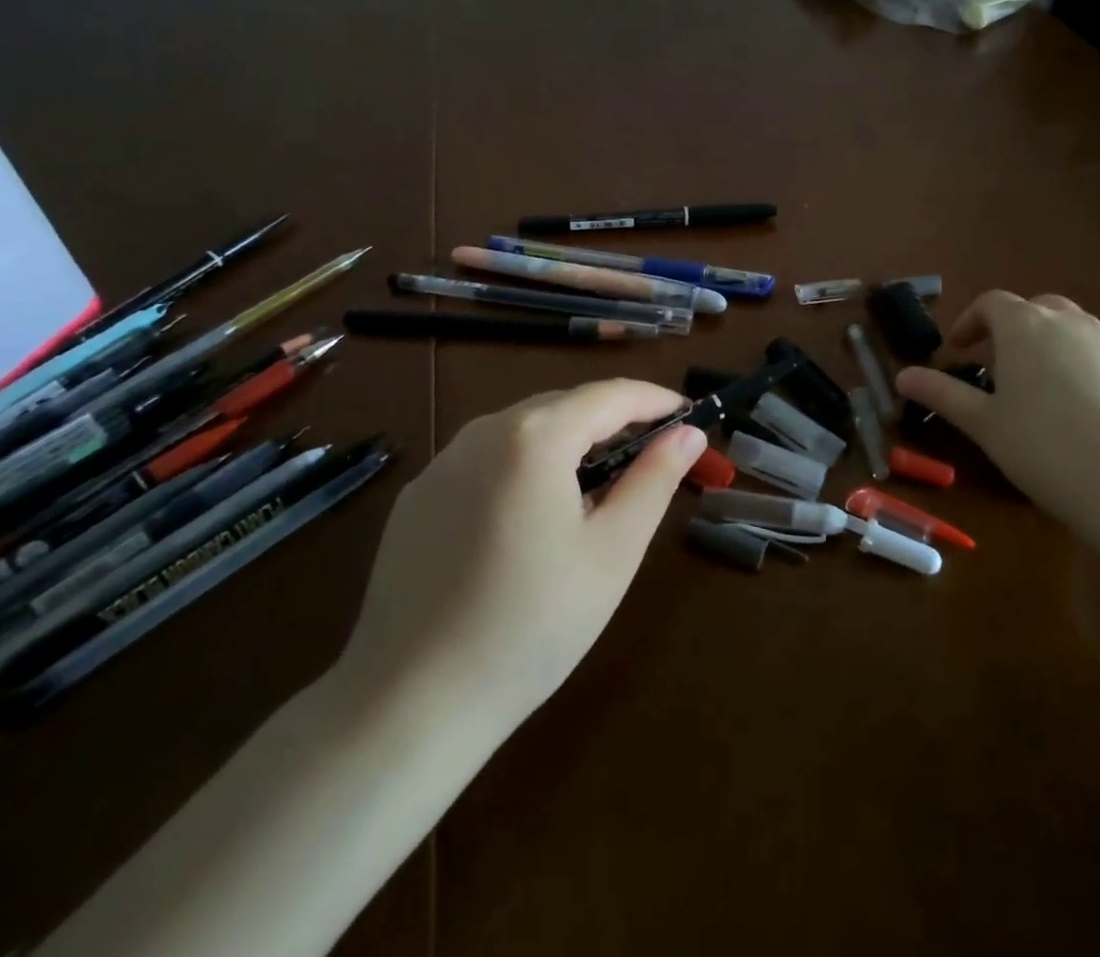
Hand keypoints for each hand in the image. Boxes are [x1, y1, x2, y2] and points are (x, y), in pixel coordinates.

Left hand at [331, 380, 704, 724]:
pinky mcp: (417, 497)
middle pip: (563, 406)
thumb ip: (654, 480)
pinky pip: (485, 460)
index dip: (655, 400)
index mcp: (534, 436)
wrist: (410, 704)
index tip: (688, 416)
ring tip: (596, 487)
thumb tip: (687, 433)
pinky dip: (523, 467)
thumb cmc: (532, 625)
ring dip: (568, 443)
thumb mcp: (612, 552)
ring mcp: (442, 463)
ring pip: (522, 430)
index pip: (609, 395)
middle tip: (651, 456)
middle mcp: (483, 432)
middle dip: (613, 422)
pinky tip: (529, 518)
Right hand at [896, 291, 1099, 569]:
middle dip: (1014, 328)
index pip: (992, 303)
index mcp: (1026, 327)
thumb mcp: (984, 425)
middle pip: (1037, 308)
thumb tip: (902, 376)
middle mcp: (1071, 323)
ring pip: (1076, 331)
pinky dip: (1088, 371)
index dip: (971, 321)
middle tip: (1001, 366)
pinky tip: (1088, 417)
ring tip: (1043, 392)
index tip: (959, 349)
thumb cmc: (1045, 448)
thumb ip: (942, 395)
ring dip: (1052, 347)